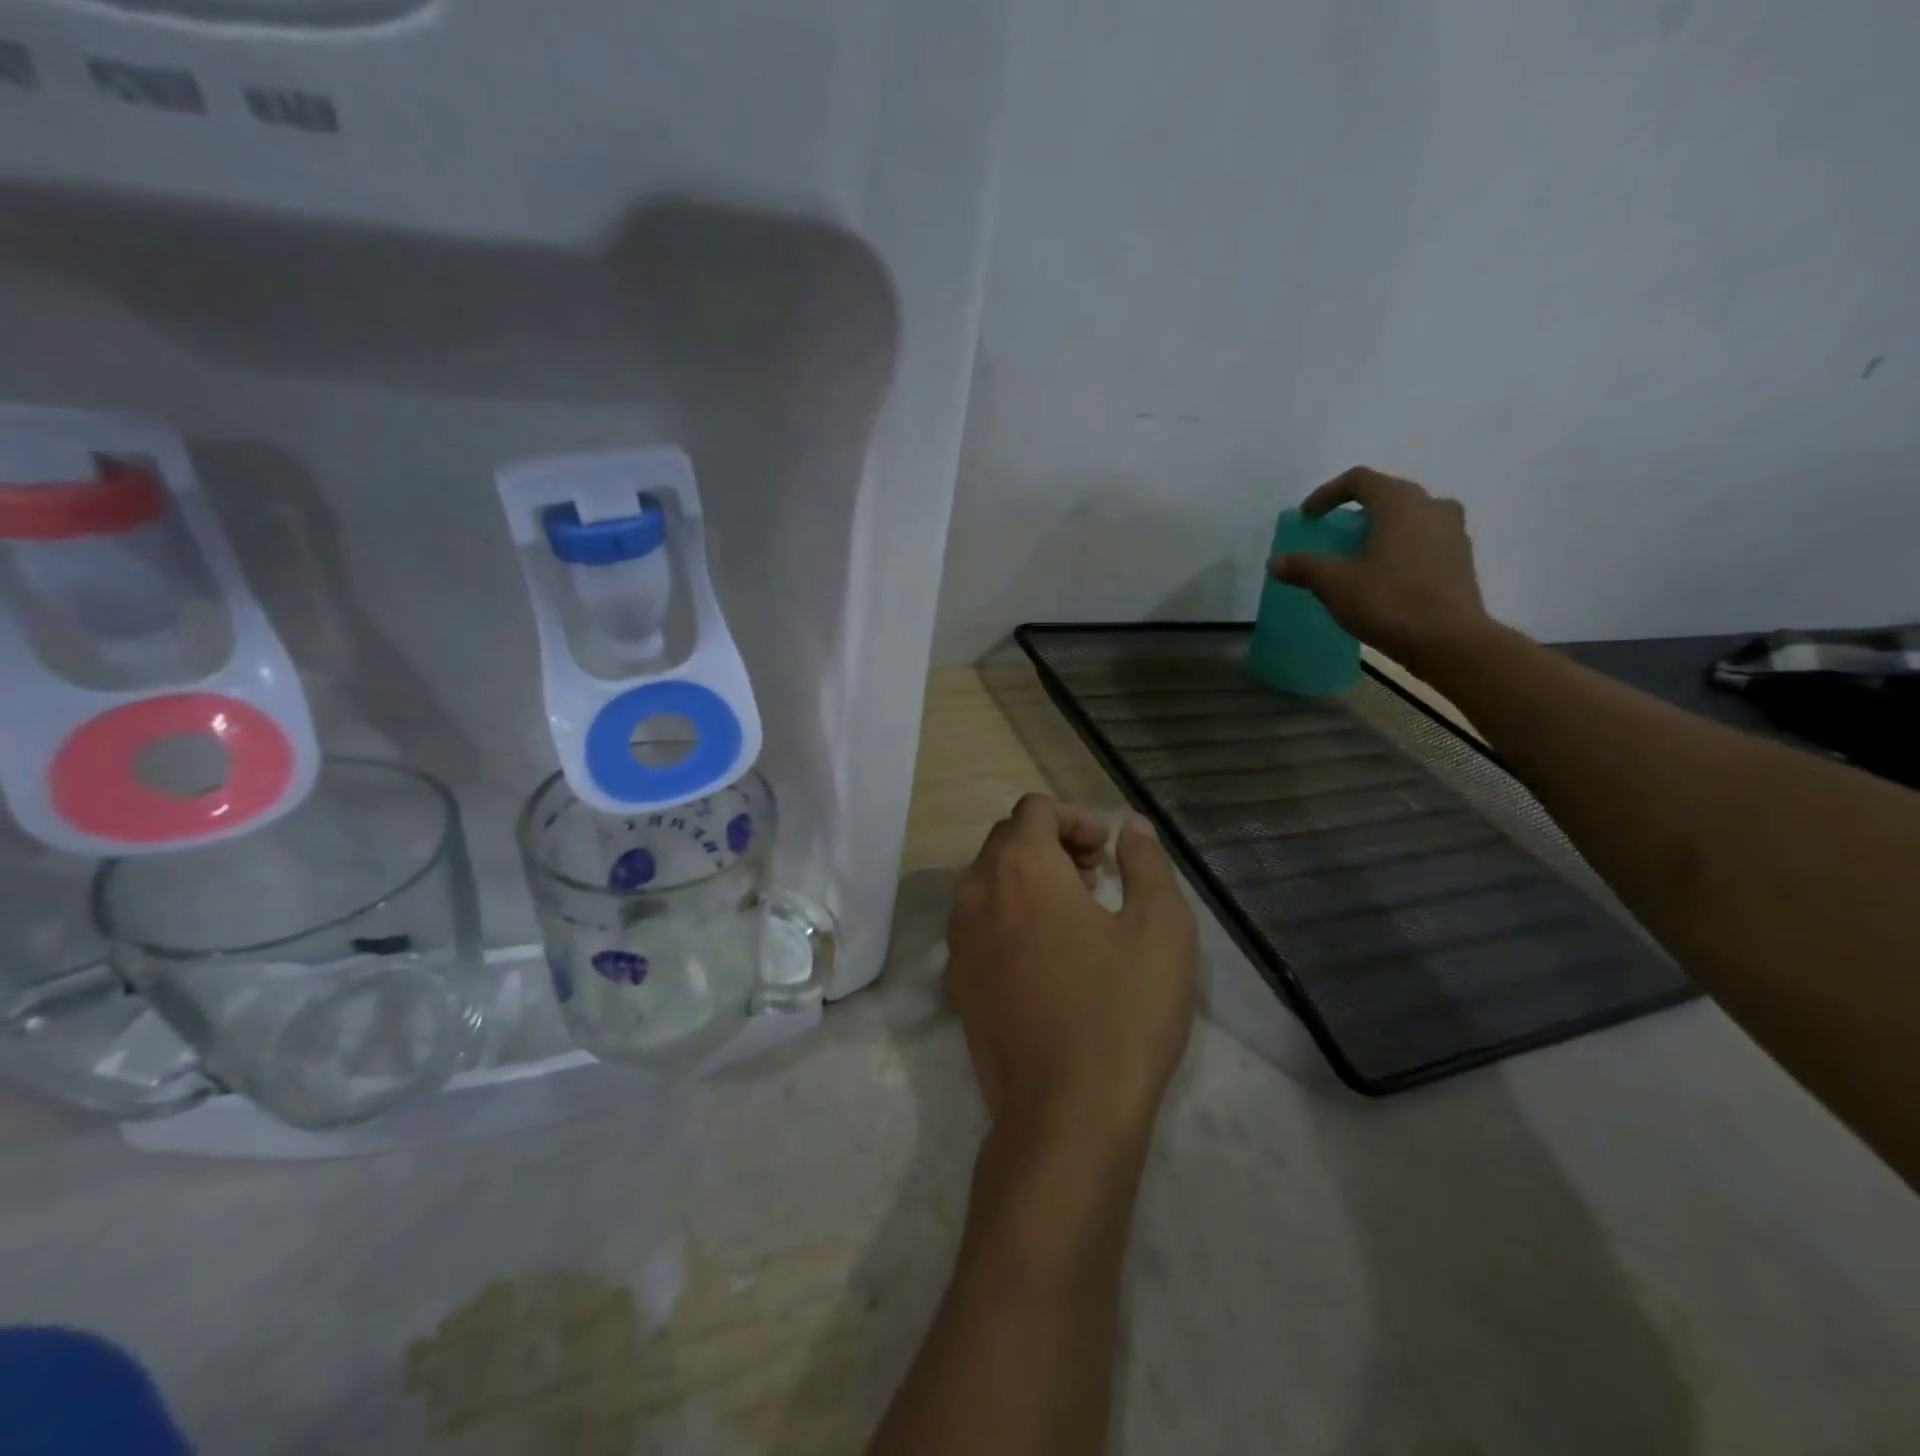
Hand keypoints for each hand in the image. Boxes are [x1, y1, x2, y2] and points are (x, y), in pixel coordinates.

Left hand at [945, 796, 1197, 1144]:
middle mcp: (976, 893)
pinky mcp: (956, 984)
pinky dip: (1008, 917)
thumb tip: (1132, 829)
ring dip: (1028, 879)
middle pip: (1006, 841)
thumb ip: (1147, 864)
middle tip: (1097, 878)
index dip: (1075, 818)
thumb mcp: (1161, 928)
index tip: (1108, 852)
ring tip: (1075, 914)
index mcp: (1020, 868)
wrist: (1064, 1117)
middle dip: (1052, 844)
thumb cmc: (1121, 1012)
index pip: (1034, 809)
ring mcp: (958, 941)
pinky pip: (977, 925)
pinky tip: (1045, 958)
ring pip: (987, 882)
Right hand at [1268, 466, 1493, 669]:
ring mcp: (1453, 532)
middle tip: (1333, 534)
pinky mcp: (1461, 559)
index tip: (1308, 516)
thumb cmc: (1387, 600)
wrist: (1448, 640)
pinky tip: (1385, 575)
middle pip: (1388, 495)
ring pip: (1410, 518)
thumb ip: (1303, 567)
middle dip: (1356, 511)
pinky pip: (1424, 541)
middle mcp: (1431, 506)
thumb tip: (1275, 562)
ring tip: (1360, 555)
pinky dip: (1401, 548)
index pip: (1359, 480)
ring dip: (1382, 529)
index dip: (1327, 493)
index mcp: (1399, 502)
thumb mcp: (1334, 583)